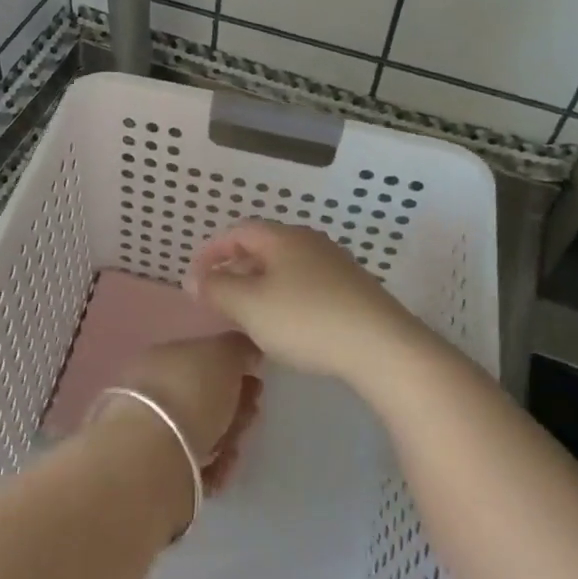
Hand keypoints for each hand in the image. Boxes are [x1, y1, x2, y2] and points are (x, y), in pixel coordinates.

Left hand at [111, 333, 263, 491]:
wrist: (153, 454)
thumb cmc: (190, 392)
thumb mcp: (222, 354)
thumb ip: (239, 349)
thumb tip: (248, 353)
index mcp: (163, 357)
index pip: (204, 361)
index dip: (235, 372)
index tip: (256, 383)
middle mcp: (153, 391)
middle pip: (205, 398)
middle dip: (235, 409)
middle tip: (248, 417)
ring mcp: (153, 431)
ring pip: (203, 433)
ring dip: (227, 439)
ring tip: (231, 450)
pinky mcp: (158, 470)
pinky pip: (196, 466)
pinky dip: (213, 468)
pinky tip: (219, 470)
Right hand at [184, 221, 430, 385]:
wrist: (381, 346)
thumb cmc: (306, 320)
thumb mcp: (249, 306)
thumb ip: (216, 289)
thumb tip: (195, 279)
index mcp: (282, 238)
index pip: (238, 232)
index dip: (212, 252)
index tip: (196, 278)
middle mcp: (310, 241)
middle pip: (263, 247)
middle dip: (236, 269)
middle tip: (219, 297)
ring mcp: (336, 264)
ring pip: (286, 267)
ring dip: (261, 285)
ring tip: (248, 315)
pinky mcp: (353, 289)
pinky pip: (307, 285)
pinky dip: (286, 298)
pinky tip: (286, 326)